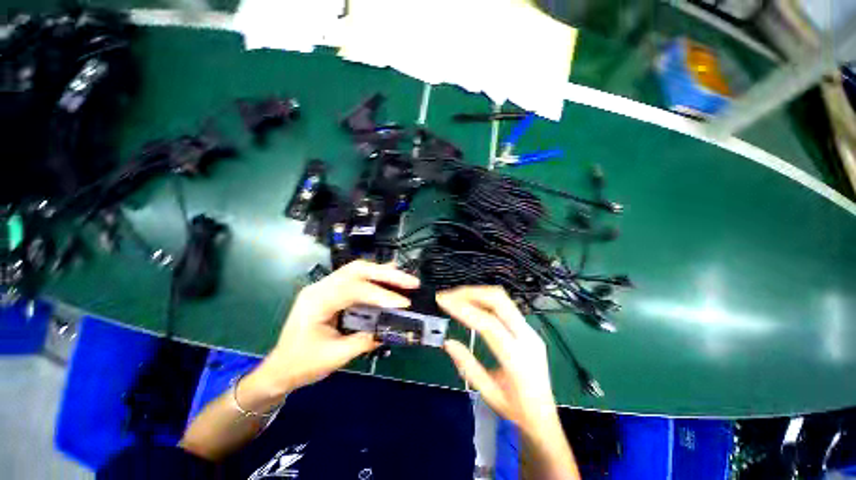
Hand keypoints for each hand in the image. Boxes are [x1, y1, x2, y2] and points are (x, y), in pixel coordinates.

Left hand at [253, 260, 419, 396]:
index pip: (354, 289)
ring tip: (405, 279)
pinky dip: (376, 277)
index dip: (381, 295)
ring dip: (383, 273)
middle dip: (387, 274)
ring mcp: (326, 285)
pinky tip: (390, 278)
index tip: (404, 304)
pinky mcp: (332, 290)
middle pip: (357, 269)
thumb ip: (364, 341)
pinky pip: (357, 278)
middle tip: (411, 282)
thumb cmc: (302, 364)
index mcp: (316, 301)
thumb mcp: (335, 356)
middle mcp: (321, 286)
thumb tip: (392, 328)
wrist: (280, 368)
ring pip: (358, 269)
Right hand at [437, 286, 557, 435]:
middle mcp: (528, 338)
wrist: (545, 417)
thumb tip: (448, 342)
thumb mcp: (489, 394)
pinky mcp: (528, 328)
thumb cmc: (517, 411)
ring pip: (503, 298)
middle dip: (470, 293)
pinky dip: (484, 300)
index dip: (463, 309)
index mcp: (518, 359)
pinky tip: (471, 304)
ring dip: (477, 293)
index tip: (442, 302)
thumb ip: (468, 366)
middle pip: (499, 300)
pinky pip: (505, 305)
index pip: (488, 324)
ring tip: (455, 297)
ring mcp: (530, 330)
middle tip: (448, 296)